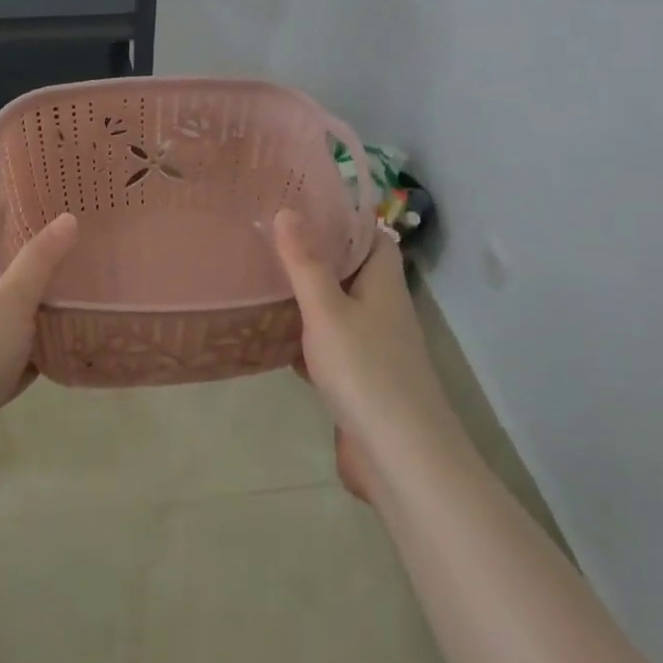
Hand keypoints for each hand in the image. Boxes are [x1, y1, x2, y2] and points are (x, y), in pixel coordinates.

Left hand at [0, 214, 77, 488]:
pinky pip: (18, 362)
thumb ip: (39, 263)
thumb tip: (67, 217)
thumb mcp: (9, 303)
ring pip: (11, 322)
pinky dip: (39, 355)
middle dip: (27, 264)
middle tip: (71, 248)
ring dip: (38, 312)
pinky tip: (67, 350)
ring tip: (80, 295)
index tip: (24, 203)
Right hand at [273, 210, 463, 502]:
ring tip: (261, 276)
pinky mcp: (358, 380)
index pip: (370, 236)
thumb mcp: (327, 311)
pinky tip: (270, 335)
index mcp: (383, 284)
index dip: (342, 217)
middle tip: (267, 236)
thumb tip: (287, 209)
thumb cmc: (366, 373)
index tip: (301, 202)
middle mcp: (382, 309)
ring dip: (306, 296)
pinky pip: (327, 345)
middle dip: (314, 255)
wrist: (401, 459)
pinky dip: (303, 337)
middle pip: (350, 270)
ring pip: (336, 308)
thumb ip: (305, 263)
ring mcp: (372, 347)